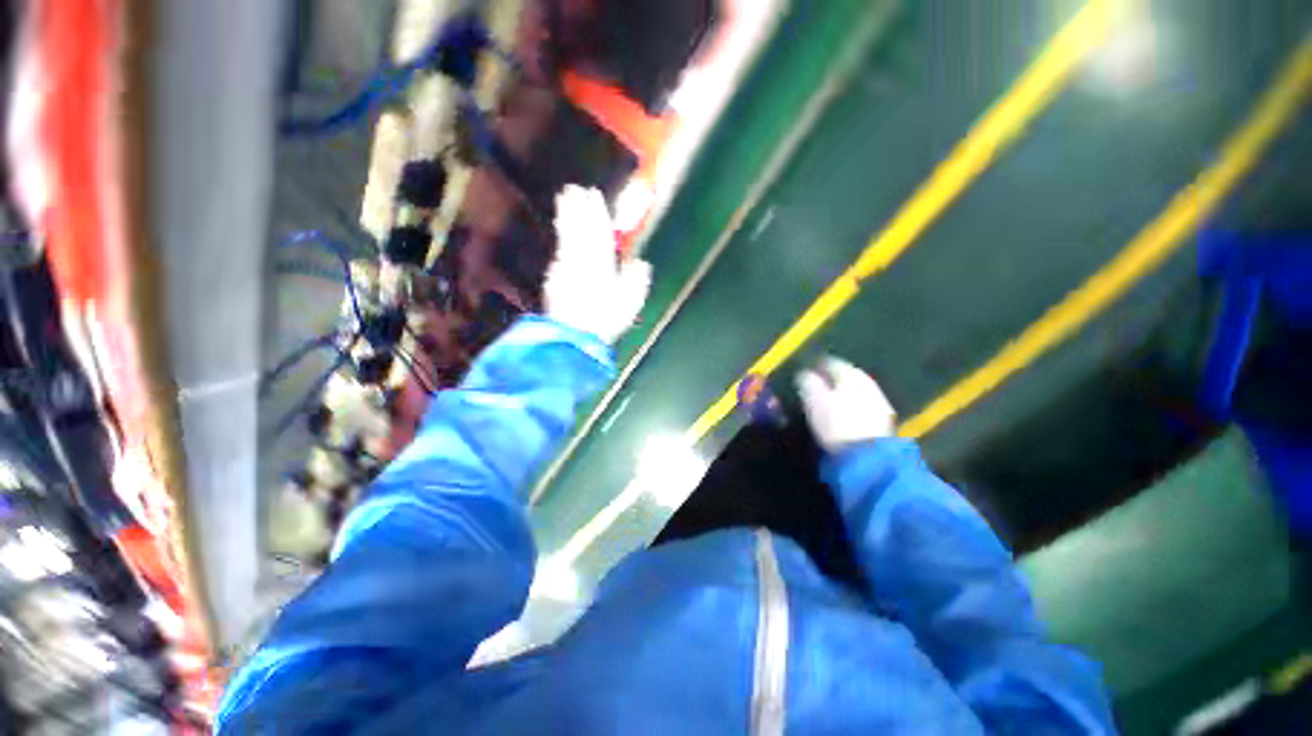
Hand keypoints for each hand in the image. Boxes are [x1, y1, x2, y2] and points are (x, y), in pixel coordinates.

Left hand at [545, 185, 651, 343]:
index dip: (597, 212)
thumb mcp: (630, 303)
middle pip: (579, 229)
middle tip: (573, 187)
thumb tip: (640, 262)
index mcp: (602, 264)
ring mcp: (565, 267)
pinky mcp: (554, 277)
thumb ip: (636, 280)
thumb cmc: (606, 319)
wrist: (574, 335)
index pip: (599, 232)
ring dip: (566, 217)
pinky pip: (560, 251)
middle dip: (578, 208)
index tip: (594, 194)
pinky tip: (561, 234)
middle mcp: (582, 260)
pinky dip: (561, 238)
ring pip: (566, 236)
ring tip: (563, 200)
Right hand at [797, 357, 897, 452]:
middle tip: (815, 386)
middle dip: (830, 379)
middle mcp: (867, 383)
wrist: (871, 456)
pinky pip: (862, 405)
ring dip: (841, 393)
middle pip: (846, 375)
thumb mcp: (815, 400)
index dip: (816, 366)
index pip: (831, 362)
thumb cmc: (837, 423)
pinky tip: (843, 414)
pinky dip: (851, 405)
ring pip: (855, 390)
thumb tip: (803, 372)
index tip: (804, 371)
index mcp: (850, 375)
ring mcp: (879, 401)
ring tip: (827, 401)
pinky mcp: (884, 420)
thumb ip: (808, 382)